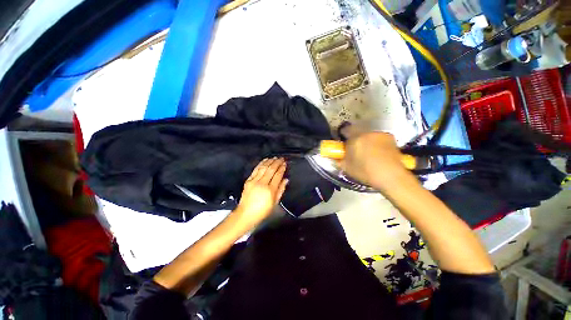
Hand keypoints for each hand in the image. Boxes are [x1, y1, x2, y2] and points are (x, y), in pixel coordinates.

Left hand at [234, 158, 288, 227]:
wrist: (246, 214)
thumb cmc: (262, 211)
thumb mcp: (275, 202)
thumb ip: (281, 189)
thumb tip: (286, 179)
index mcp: (270, 190)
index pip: (278, 175)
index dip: (282, 168)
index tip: (285, 164)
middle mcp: (262, 183)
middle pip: (271, 169)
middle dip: (277, 162)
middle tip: (281, 158)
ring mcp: (254, 181)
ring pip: (263, 167)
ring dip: (269, 161)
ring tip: (274, 158)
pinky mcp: (248, 180)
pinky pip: (256, 169)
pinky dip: (261, 163)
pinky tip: (265, 160)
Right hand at [338, 131, 412, 191]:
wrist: (391, 176)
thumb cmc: (366, 172)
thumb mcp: (347, 168)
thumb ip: (340, 160)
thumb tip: (337, 157)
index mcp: (356, 138)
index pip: (346, 129)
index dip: (343, 134)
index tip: (343, 140)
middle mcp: (369, 133)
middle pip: (359, 133)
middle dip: (356, 140)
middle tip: (354, 150)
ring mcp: (381, 135)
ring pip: (370, 136)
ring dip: (367, 142)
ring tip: (368, 154)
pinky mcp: (391, 140)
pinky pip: (379, 140)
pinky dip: (377, 145)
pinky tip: (378, 155)